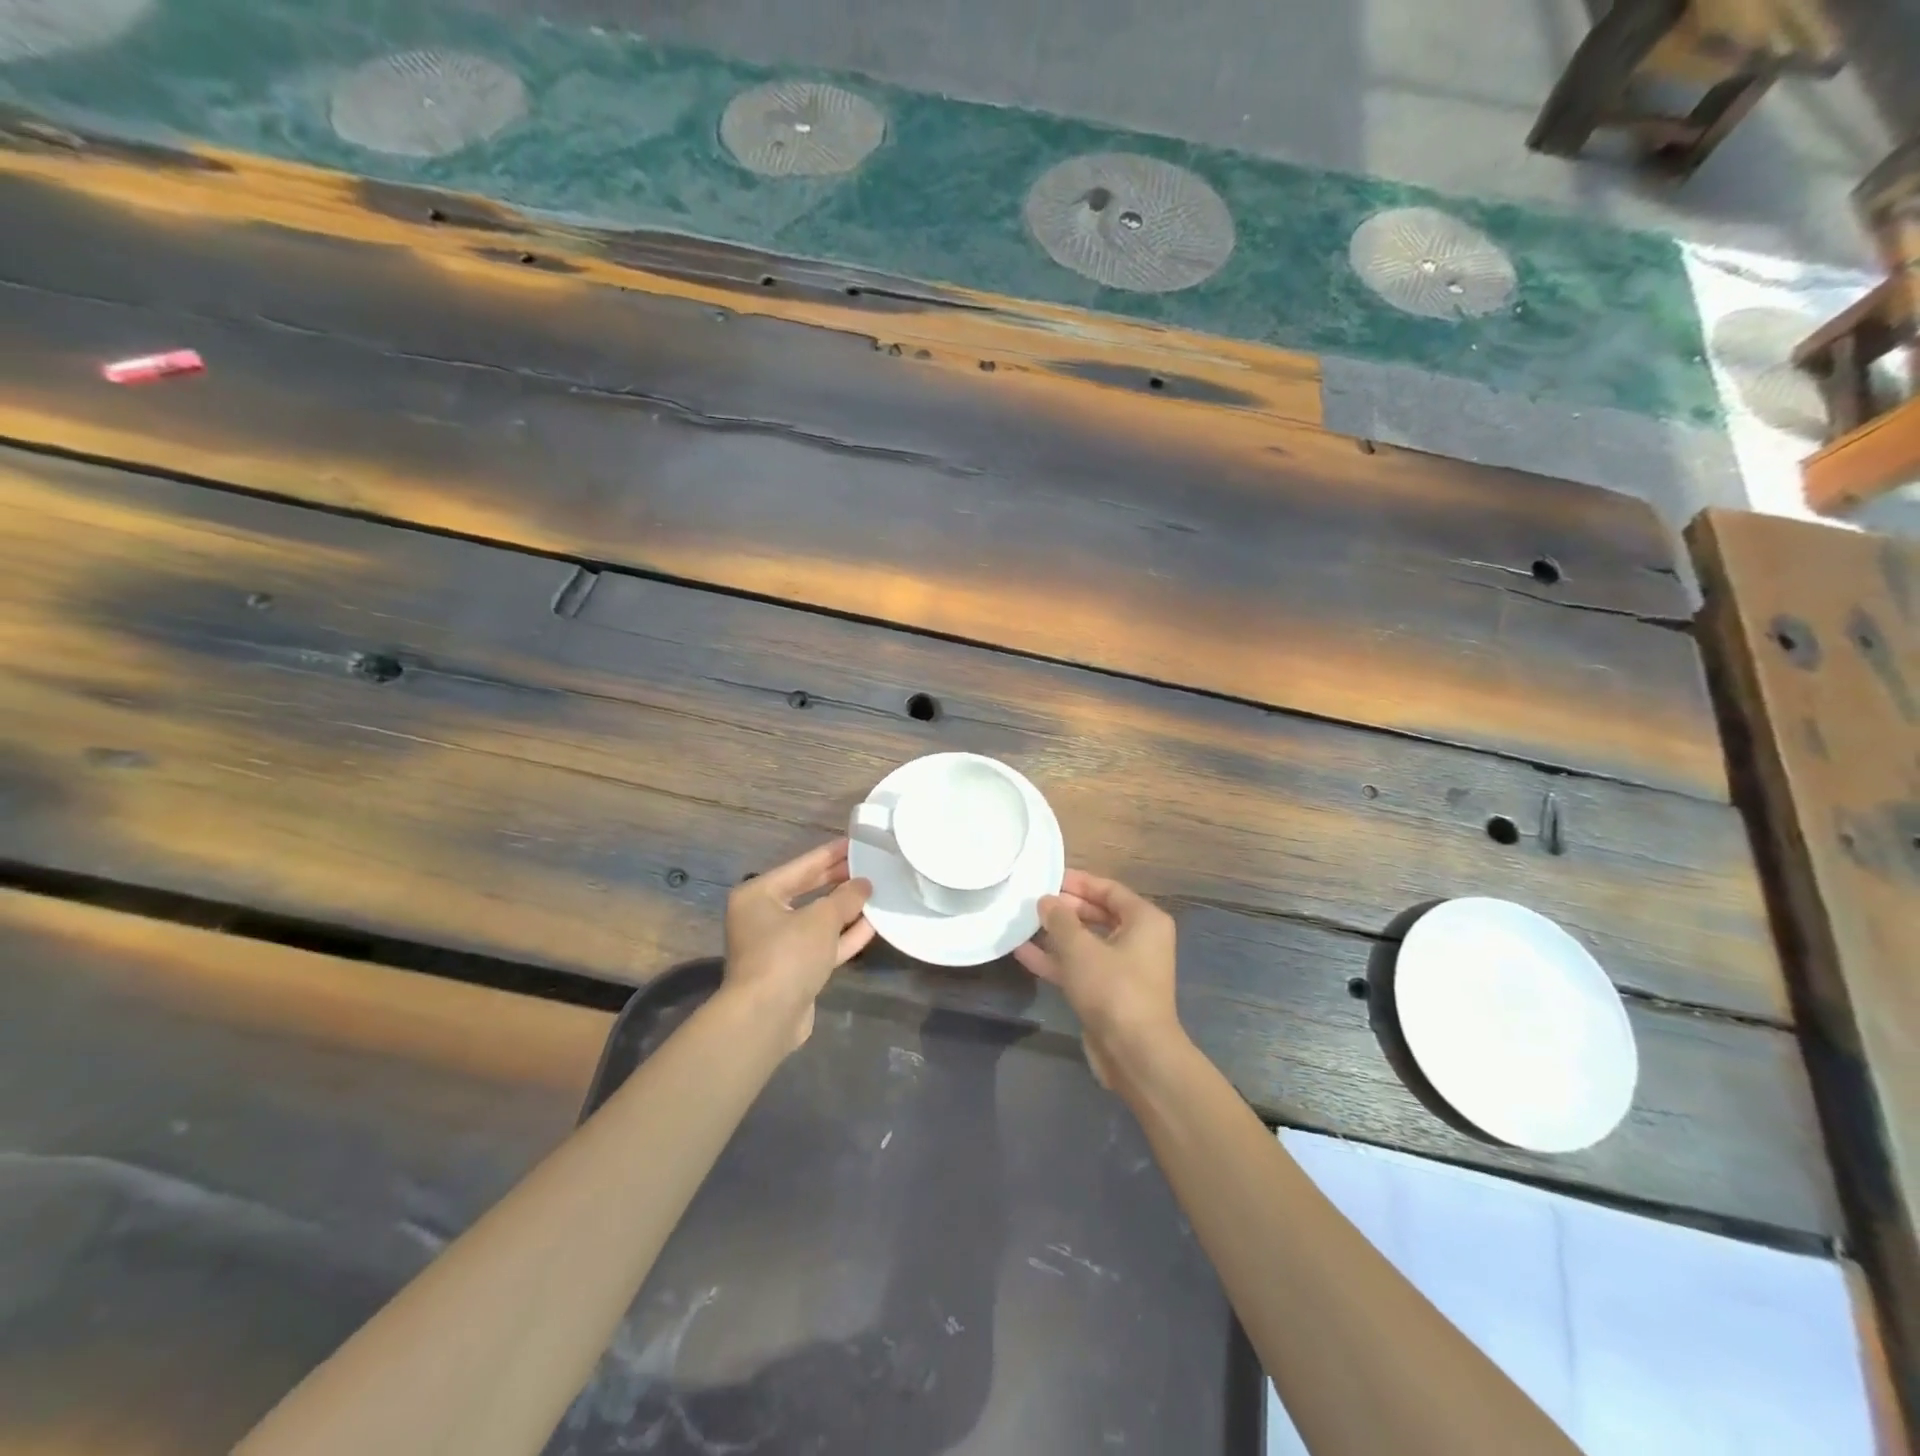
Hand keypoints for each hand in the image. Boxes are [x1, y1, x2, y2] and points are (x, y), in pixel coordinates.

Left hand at [724, 839, 874, 1049]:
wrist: (766, 1018)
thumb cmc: (787, 955)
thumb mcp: (821, 918)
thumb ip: (846, 897)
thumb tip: (864, 884)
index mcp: (758, 895)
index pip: (801, 866)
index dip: (830, 854)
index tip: (855, 842)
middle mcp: (762, 917)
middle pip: (807, 891)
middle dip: (838, 881)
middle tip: (869, 865)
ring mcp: (777, 946)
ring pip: (816, 920)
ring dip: (845, 910)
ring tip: (875, 892)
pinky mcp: (792, 970)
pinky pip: (821, 945)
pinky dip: (843, 935)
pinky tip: (872, 925)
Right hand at [1014, 869, 1184, 1088]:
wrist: (1135, 1053)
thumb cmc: (1113, 988)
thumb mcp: (1080, 948)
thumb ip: (1059, 919)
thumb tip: (1046, 900)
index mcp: (1144, 921)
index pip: (1109, 889)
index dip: (1078, 882)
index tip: (1047, 877)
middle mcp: (1139, 940)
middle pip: (1097, 914)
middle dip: (1064, 909)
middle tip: (1032, 901)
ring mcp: (1124, 969)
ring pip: (1086, 943)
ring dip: (1056, 935)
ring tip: (1022, 923)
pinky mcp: (1109, 994)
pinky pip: (1081, 967)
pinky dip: (1057, 960)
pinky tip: (1023, 953)